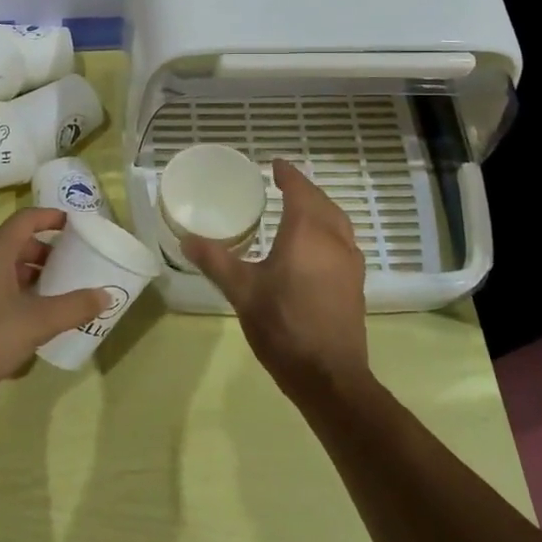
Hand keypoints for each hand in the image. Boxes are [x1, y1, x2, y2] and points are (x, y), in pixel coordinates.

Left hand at [0, 207, 110, 419]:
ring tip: (53, 293)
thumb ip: (73, 307)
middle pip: (14, 243)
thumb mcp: (36, 323)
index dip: (51, 217)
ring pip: (1, 267)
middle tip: (70, 266)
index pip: (25, 219)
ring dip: (28, 274)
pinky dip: (12, 291)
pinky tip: (26, 319)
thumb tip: (105, 294)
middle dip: (44, 251)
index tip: (74, 224)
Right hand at [183, 159, 369, 403]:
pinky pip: (343, 242)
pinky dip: (328, 231)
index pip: (300, 191)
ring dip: (320, 209)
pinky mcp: (355, 284)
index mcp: (308, 233)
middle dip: (305, 190)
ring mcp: (350, 263)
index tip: (275, 164)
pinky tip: (314, 248)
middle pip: (323, 203)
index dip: (288, 175)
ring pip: (338, 222)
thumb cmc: (283, 326)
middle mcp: (335, 241)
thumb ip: (215, 260)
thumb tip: (186, 239)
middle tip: (284, 184)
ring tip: (299, 210)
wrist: (329, 376)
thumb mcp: (241, 291)